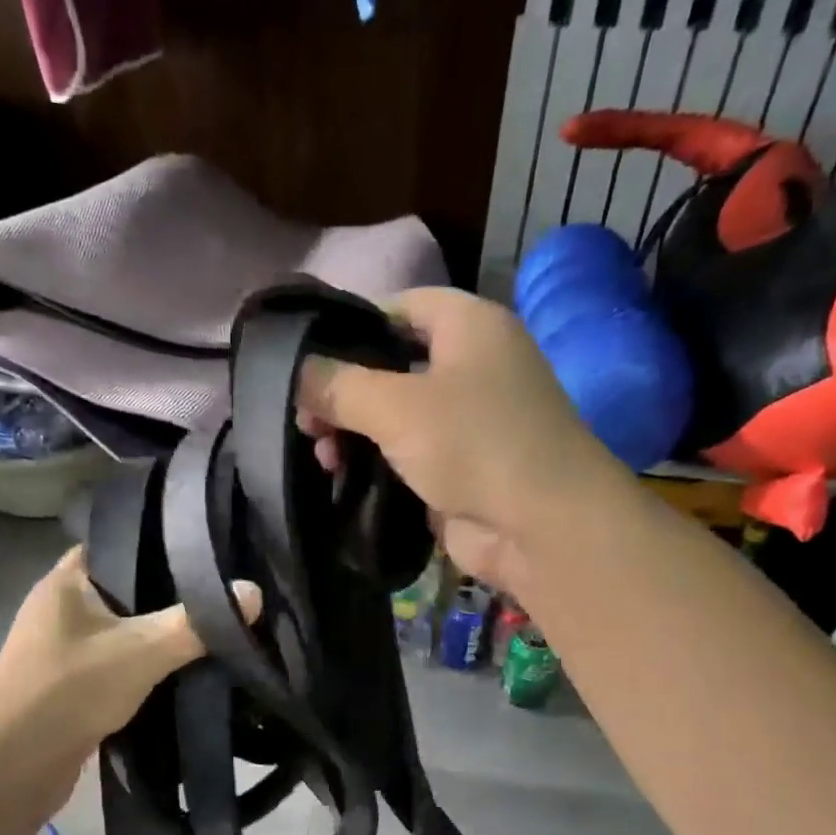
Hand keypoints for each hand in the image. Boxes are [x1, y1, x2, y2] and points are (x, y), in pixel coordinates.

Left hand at [0, 547, 260, 768]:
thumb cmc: (71, 689)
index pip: (121, 543)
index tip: (208, 551)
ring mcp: (60, 646)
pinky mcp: (67, 682)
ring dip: (155, 633)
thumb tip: (253, 592)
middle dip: (169, 594)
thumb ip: (197, 622)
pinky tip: (179, 668)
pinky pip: (115, 660)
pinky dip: (142, 663)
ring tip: (209, 627)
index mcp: (66, 580)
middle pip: (126, 588)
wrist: (13, 767)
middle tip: (220, 591)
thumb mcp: (142, 650)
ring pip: (122, 628)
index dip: (162, 543)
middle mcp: (60, 606)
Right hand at [297, 287, 622, 589]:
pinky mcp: (463, 469)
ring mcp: (470, 422)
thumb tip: (295, 374)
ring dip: (354, 435)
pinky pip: (408, 456)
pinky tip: (342, 478)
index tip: (305, 358)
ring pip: (396, 416)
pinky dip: (377, 465)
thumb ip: (337, 384)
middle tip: (305, 422)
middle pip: (391, 366)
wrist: (540, 527)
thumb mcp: (395, 405)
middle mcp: (473, 366)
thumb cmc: (474, 443)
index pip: (398, 307)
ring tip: (324, 459)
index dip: (350, 326)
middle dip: (344, 392)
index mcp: (469, 326)